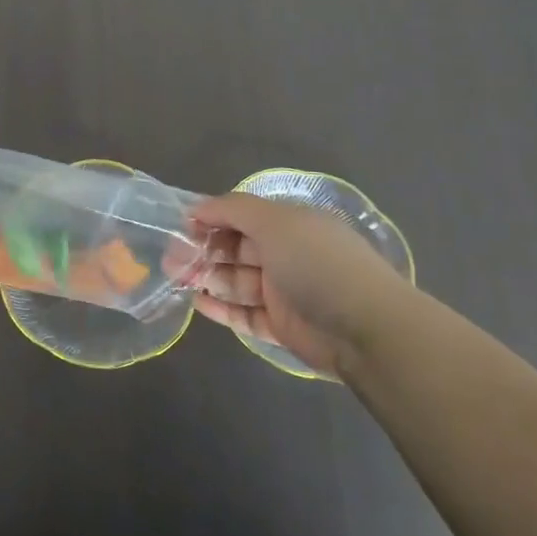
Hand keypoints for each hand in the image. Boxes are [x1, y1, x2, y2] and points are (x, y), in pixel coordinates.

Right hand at [180, 194, 427, 378]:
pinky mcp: (283, 327)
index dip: (211, 218)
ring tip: (176, 279)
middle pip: (235, 249)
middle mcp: (287, 254)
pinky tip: (197, 304)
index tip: (180, 226)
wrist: (367, 328)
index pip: (242, 216)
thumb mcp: (275, 222)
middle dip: (202, 250)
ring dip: (206, 278)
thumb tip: (197, 206)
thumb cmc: (317, 263)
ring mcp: (284, 292)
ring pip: (236, 281)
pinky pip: (245, 315)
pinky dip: (221, 309)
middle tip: (170, 258)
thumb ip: (233, 209)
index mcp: (290, 224)